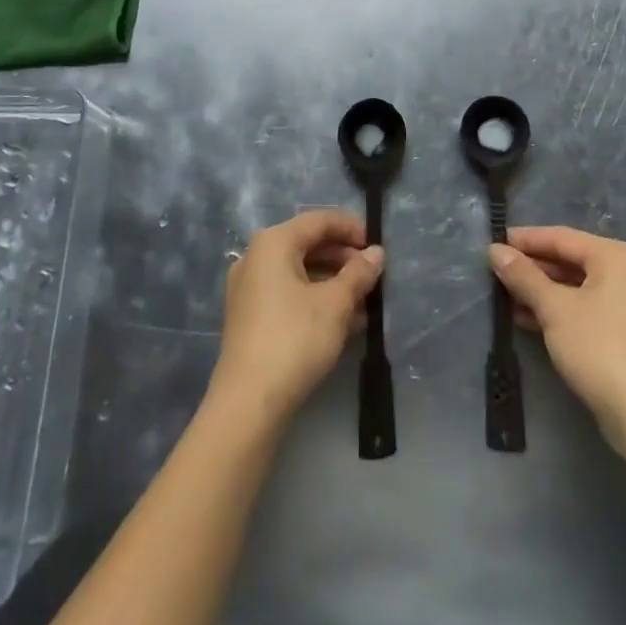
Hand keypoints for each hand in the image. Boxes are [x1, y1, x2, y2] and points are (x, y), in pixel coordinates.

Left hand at [209, 210, 383, 424]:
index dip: (351, 228)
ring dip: (332, 283)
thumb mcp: (335, 304)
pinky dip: (315, 300)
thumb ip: (358, 273)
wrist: (248, 404)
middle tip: (373, 276)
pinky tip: (342, 322)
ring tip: (364, 303)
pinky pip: (288, 294)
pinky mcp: (249, 318)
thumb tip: (376, 253)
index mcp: (273, 242)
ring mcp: (249, 289)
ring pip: (299, 272)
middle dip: (343, 259)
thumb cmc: (295, 339)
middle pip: (308, 245)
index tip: (377, 245)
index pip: (319, 221)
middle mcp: (256, 257)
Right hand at [490, 226, 625, 447]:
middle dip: (533, 268)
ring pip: (579, 287)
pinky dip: (561, 311)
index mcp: (615, 256)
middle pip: (571, 261)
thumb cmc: (599, 349)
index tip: (494, 243)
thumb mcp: (554, 308)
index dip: (525, 240)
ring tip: (507, 297)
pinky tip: (531, 321)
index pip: (561, 237)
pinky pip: (589, 309)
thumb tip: (495, 250)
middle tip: (498, 272)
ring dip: (544, 292)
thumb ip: (523, 276)